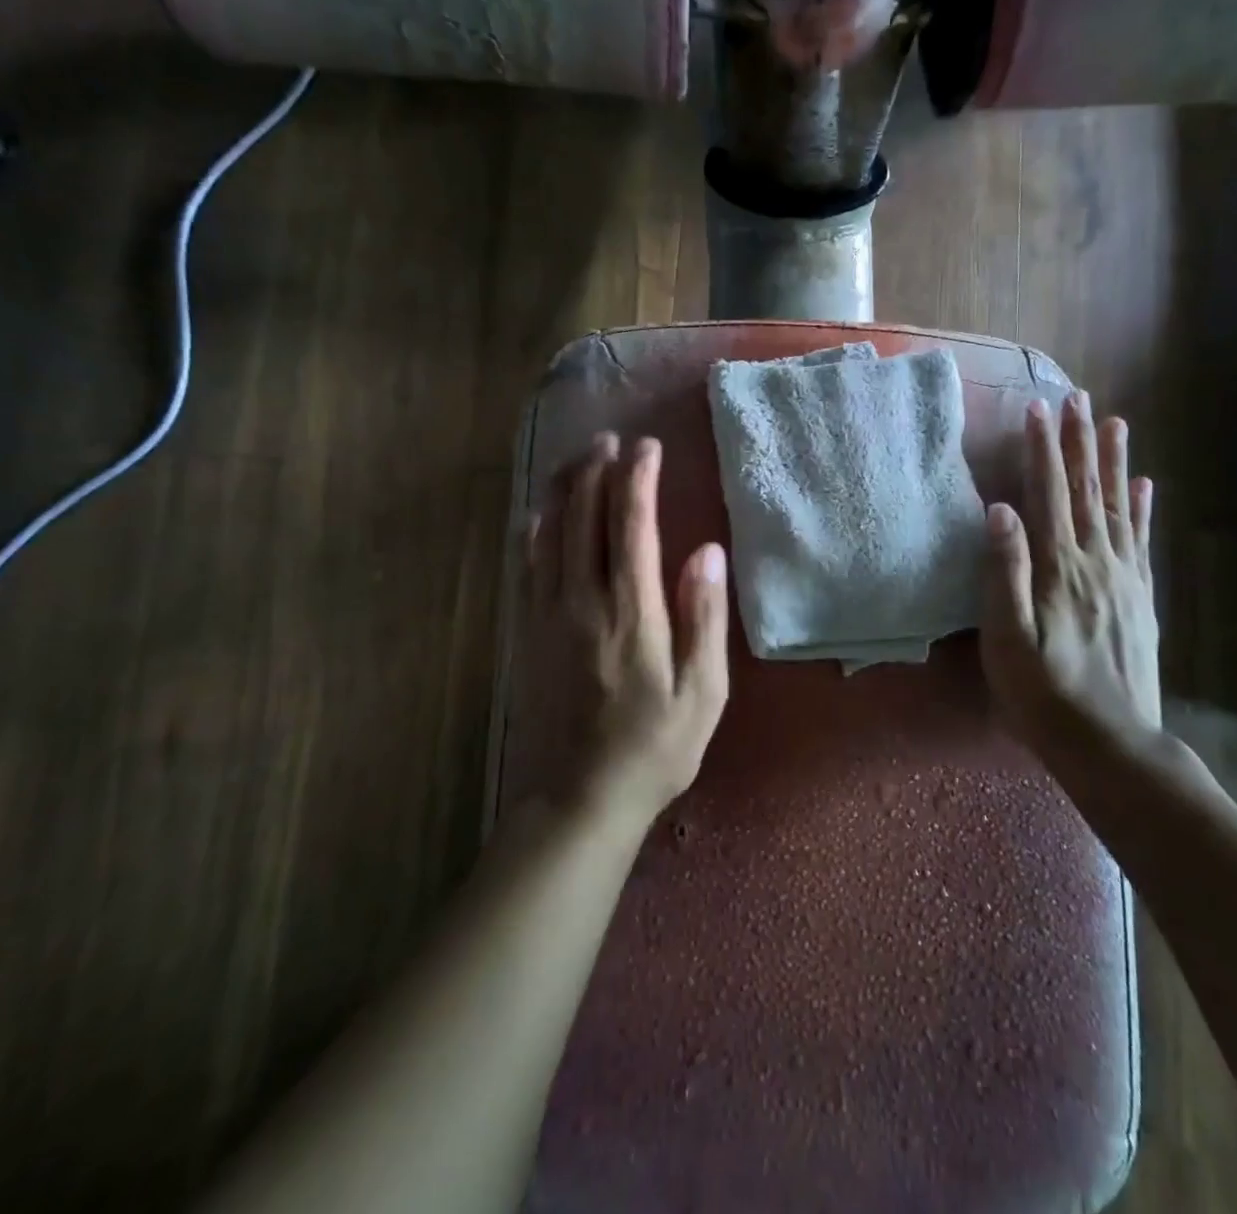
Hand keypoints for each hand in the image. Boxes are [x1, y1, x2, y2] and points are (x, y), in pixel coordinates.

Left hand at [526, 432, 730, 829]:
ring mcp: (549, 615)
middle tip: (612, 438)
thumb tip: (707, 551)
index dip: (639, 479)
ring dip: (565, 490)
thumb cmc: (654, 749)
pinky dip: (535, 530)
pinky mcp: (529, 632)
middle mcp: (584, 602)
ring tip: (579, 457)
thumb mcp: (702, 693)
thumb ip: (704, 618)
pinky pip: (529, 565)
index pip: (632, 526)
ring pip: (551, 534)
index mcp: (632, 613)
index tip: (649, 447)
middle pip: (585, 518)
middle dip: (598, 471)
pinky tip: (539, 512)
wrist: (579, 799)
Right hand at [980, 393, 1160, 758]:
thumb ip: (1004, 571)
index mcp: (1058, 567)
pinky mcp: (1140, 597)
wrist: (1109, 741)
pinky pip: (1141, 541)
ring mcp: (1123, 578)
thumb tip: (999, 510)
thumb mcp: (1006, 638)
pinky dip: (1142, 508)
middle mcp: (1095, 561)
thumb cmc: (1042, 692)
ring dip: (1114, 462)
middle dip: (1079, 441)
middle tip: (1078, 397)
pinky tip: (1144, 485)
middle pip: (1086, 490)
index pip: (1048, 494)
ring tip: (1115, 422)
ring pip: (1118, 506)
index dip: (1042, 450)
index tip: (1037, 408)